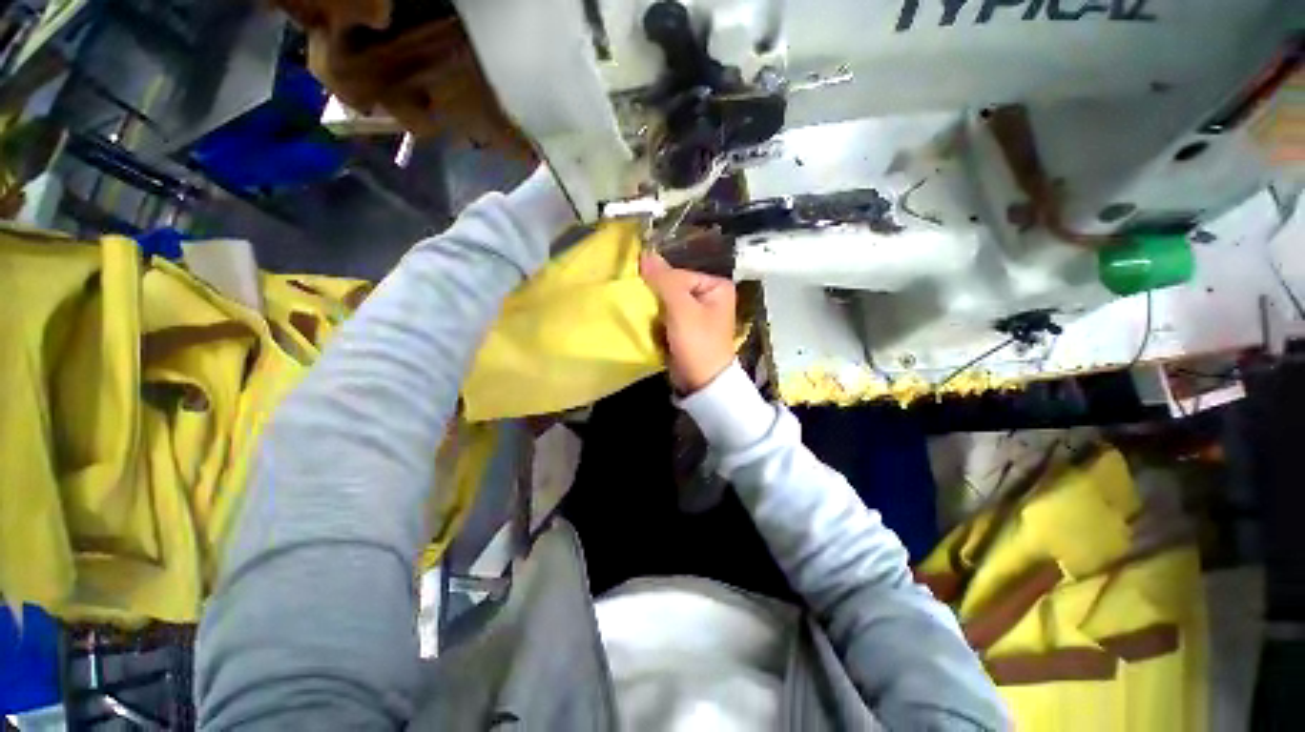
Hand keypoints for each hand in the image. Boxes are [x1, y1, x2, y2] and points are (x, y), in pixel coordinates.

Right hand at [640, 252, 737, 393]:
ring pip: (667, 304)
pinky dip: (657, 322)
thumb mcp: (681, 308)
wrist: (702, 382)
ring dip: (654, 311)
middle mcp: (709, 297)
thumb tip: (645, 252)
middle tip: (641, 308)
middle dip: (656, 299)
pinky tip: (650, 329)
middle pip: (672, 288)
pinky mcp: (687, 330)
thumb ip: (664, 281)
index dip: (660, 285)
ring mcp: (698, 314)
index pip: (679, 275)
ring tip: (645, 320)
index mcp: (716, 286)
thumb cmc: (698, 342)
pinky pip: (667, 318)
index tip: (645, 298)